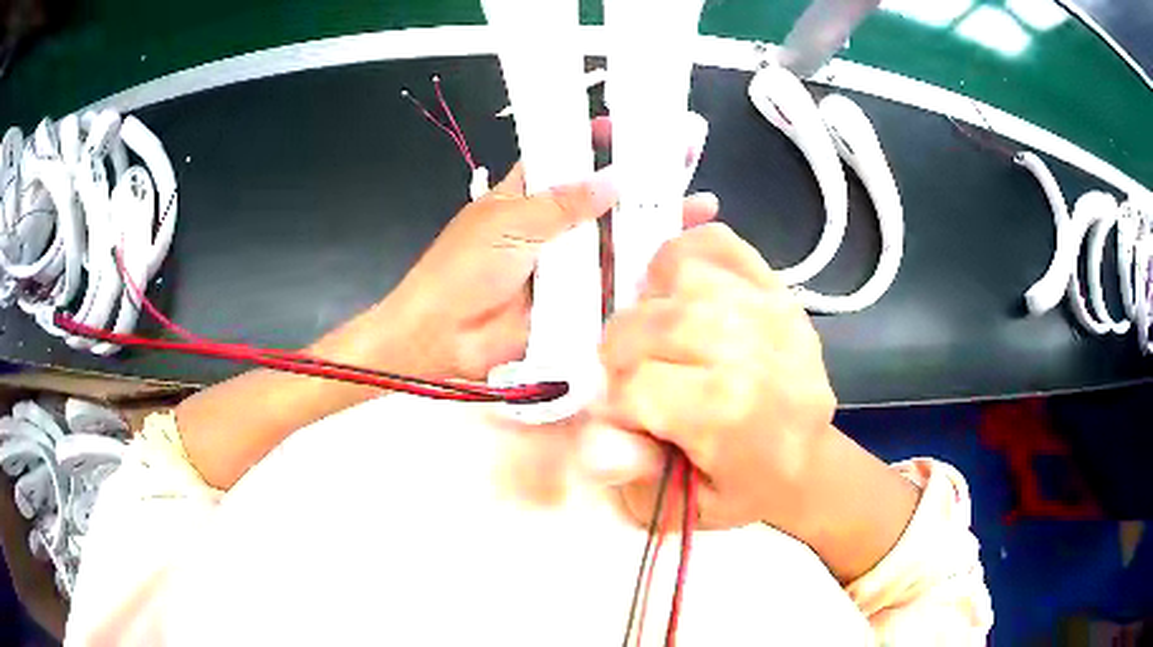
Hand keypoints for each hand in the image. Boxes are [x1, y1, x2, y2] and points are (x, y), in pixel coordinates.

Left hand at [376, 117, 710, 382]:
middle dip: (643, 179)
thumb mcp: (509, 223)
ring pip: (618, 237)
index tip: (633, 128)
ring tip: (700, 207)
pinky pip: (617, 280)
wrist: (443, 337)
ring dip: (655, 223)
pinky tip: (681, 254)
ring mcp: (569, 262)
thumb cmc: (464, 268)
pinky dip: (646, 269)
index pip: (568, 156)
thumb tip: (614, 181)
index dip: (599, 140)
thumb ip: (562, 204)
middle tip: (686, 159)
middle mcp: (555, 223)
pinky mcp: (579, 298)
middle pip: (605, 197)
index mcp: (528, 193)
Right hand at [584, 222, 838, 534]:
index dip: (615, 403)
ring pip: (675, 277)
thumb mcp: (684, 508)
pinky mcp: (777, 288)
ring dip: (651, 309)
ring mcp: (769, 309)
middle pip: (647, 324)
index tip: (630, 420)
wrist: (810, 462)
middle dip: (622, 355)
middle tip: (638, 379)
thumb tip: (593, 440)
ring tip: (661, 340)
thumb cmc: (744, 488)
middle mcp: (751, 351)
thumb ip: (633, 476)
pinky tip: (683, 294)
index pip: (633, 385)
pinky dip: (684, 259)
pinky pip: (715, 244)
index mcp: (728, 413)